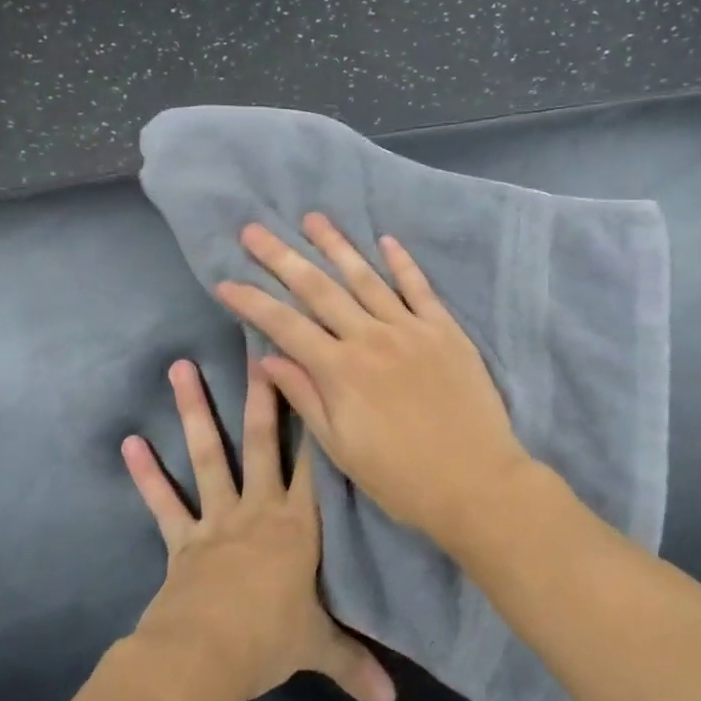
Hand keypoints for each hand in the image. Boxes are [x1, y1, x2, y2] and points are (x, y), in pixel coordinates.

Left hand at [122, 357, 395, 700]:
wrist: (204, 657)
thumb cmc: (269, 639)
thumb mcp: (319, 647)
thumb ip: (355, 664)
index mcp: (298, 525)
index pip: (314, 464)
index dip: (317, 419)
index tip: (315, 377)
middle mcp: (259, 509)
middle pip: (263, 442)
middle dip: (261, 395)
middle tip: (256, 348)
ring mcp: (217, 520)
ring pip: (209, 455)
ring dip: (194, 411)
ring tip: (181, 367)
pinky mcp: (183, 540)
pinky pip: (164, 503)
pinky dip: (147, 475)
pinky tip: (130, 443)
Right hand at [211, 213, 534, 545]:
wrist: (476, 482)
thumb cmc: (401, 477)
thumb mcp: (341, 448)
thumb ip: (305, 397)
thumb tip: (266, 358)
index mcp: (340, 371)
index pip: (285, 325)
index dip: (252, 302)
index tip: (225, 282)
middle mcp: (371, 338)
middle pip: (319, 289)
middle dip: (282, 258)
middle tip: (254, 231)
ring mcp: (411, 329)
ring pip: (366, 278)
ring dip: (336, 245)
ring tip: (312, 218)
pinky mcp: (446, 330)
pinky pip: (419, 288)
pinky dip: (401, 262)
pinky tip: (385, 240)